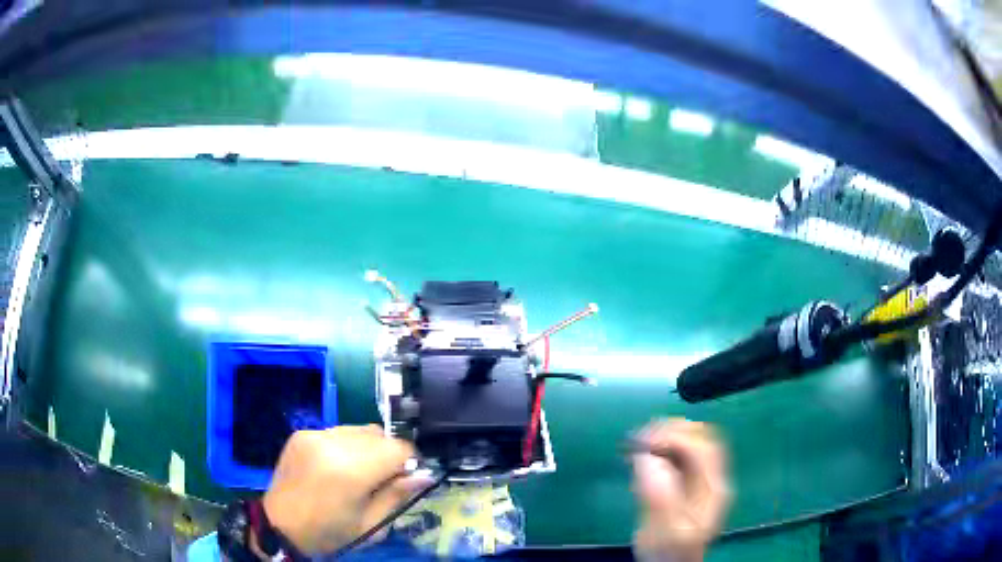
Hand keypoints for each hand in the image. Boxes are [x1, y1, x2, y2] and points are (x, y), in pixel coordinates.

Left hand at [261, 425, 427, 554]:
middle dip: (389, 454)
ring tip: (358, 472)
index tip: (407, 477)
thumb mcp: (371, 524)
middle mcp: (332, 443)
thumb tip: (425, 474)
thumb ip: (398, 495)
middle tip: (382, 479)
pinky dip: (346, 445)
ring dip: (368, 447)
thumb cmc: (330, 532)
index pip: (399, 448)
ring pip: (360, 429)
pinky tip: (336, 466)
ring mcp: (314, 434)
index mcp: (351, 470)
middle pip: (380, 435)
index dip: (410, 462)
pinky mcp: (302, 433)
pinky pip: (337, 431)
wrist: (280, 525)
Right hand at [631, 419, 731, 561]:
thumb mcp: (664, 529)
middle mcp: (712, 478)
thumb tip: (645, 458)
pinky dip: (663, 448)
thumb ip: (658, 496)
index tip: (644, 442)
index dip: (675, 437)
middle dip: (672, 431)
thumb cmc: (669, 550)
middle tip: (642, 437)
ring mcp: (702, 479)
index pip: (703, 448)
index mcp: (713, 489)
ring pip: (692, 443)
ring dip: (667, 437)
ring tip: (641, 443)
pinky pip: (680, 455)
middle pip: (702, 438)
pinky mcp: (689, 482)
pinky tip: (645, 456)